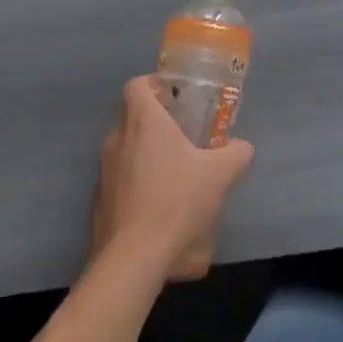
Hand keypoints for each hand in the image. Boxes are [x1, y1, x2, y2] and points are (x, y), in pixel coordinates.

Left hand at [91, 76, 254, 280]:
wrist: (134, 257)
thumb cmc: (176, 201)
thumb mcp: (220, 174)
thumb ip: (236, 154)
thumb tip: (242, 147)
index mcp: (143, 121)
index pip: (137, 85)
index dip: (154, 84)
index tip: (176, 96)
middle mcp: (118, 139)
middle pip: (132, 116)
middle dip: (157, 121)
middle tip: (185, 134)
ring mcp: (104, 171)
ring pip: (126, 148)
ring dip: (147, 152)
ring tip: (175, 171)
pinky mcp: (99, 200)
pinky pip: (120, 178)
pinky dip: (137, 181)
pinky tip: (159, 203)